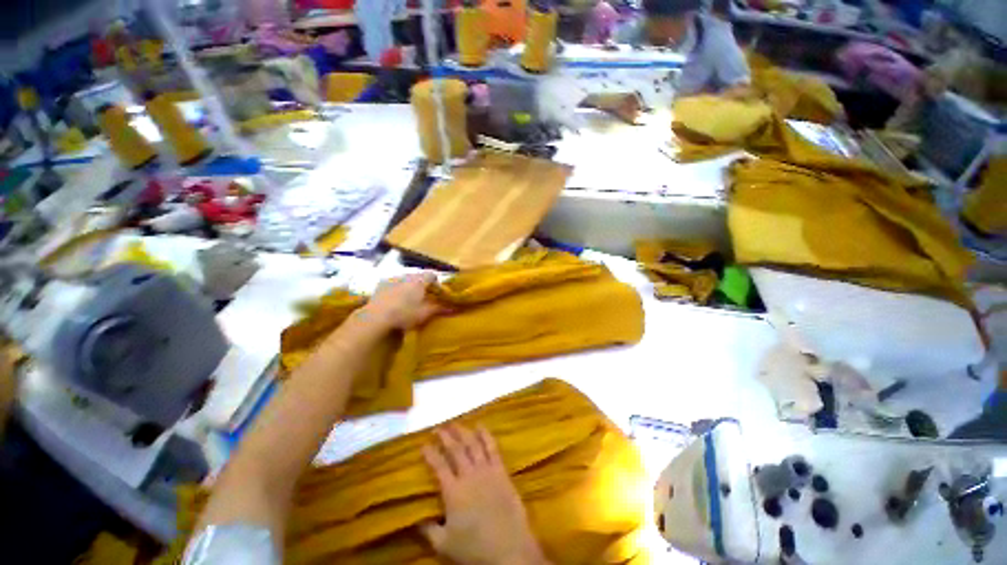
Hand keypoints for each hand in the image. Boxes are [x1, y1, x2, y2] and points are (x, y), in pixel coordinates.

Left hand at [361, 272, 442, 330]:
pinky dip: (397, 290)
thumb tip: (455, 308)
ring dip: (409, 287)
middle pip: (418, 276)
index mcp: (419, 280)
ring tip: (409, 300)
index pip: (432, 275)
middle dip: (423, 285)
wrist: (376, 318)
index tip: (438, 294)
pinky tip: (395, 301)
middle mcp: (406, 275)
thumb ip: (440, 308)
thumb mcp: (425, 313)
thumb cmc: (405, 314)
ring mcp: (391, 279)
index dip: (437, 283)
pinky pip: (393, 284)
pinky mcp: (380, 285)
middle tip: (425, 298)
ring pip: (405, 279)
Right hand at [420, 425, 549, 564]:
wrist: (509, 549)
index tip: (423, 444)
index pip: (438, 466)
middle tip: (438, 427)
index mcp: (453, 491)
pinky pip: (492, 447)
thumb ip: (428, 530)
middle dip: (445, 436)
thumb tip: (415, 519)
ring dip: (463, 431)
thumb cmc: (475, 549)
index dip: (430, 453)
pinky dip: (486, 435)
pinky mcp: (501, 470)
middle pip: (456, 449)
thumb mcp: (444, 545)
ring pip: (473, 444)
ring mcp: (487, 470)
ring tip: (455, 423)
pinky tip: (481, 426)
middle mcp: (469, 475)